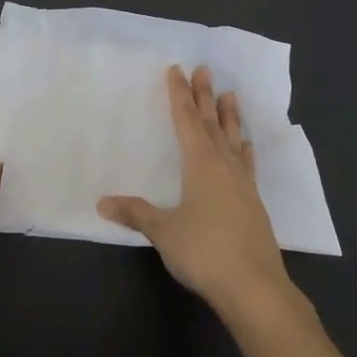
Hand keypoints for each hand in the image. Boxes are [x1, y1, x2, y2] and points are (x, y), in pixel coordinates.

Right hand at [98, 65, 292, 316]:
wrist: (254, 287)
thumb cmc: (204, 252)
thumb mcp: (163, 231)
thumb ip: (135, 213)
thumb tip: (102, 202)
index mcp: (200, 165)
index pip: (186, 121)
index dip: (179, 95)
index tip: (177, 70)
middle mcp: (224, 166)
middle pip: (212, 123)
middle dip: (204, 96)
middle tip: (204, 69)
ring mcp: (243, 184)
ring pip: (234, 140)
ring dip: (230, 117)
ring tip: (230, 94)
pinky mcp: (254, 204)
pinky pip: (247, 164)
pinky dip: (244, 150)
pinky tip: (246, 147)